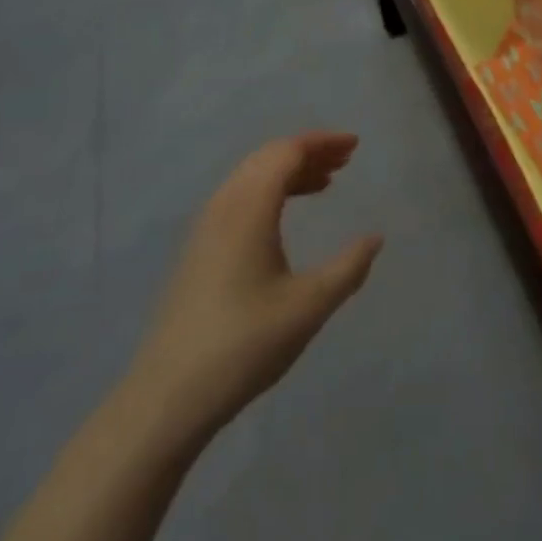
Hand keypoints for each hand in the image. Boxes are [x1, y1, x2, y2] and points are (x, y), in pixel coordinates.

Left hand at [126, 131, 381, 438]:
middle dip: (308, 152)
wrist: (166, 398)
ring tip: (325, 183)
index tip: (355, 146)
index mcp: (249, 208)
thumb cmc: (244, 344)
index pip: (286, 152)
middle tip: (345, 159)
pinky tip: (285, 216)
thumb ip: (349, 267)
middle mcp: (223, 206)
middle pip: (267, 158)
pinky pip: (239, 198)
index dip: (322, 142)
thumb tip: (375, 238)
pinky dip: (269, 191)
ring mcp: (205, 228)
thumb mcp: (309, 306)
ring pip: (251, 177)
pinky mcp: (197, 251)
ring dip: (288, 171)